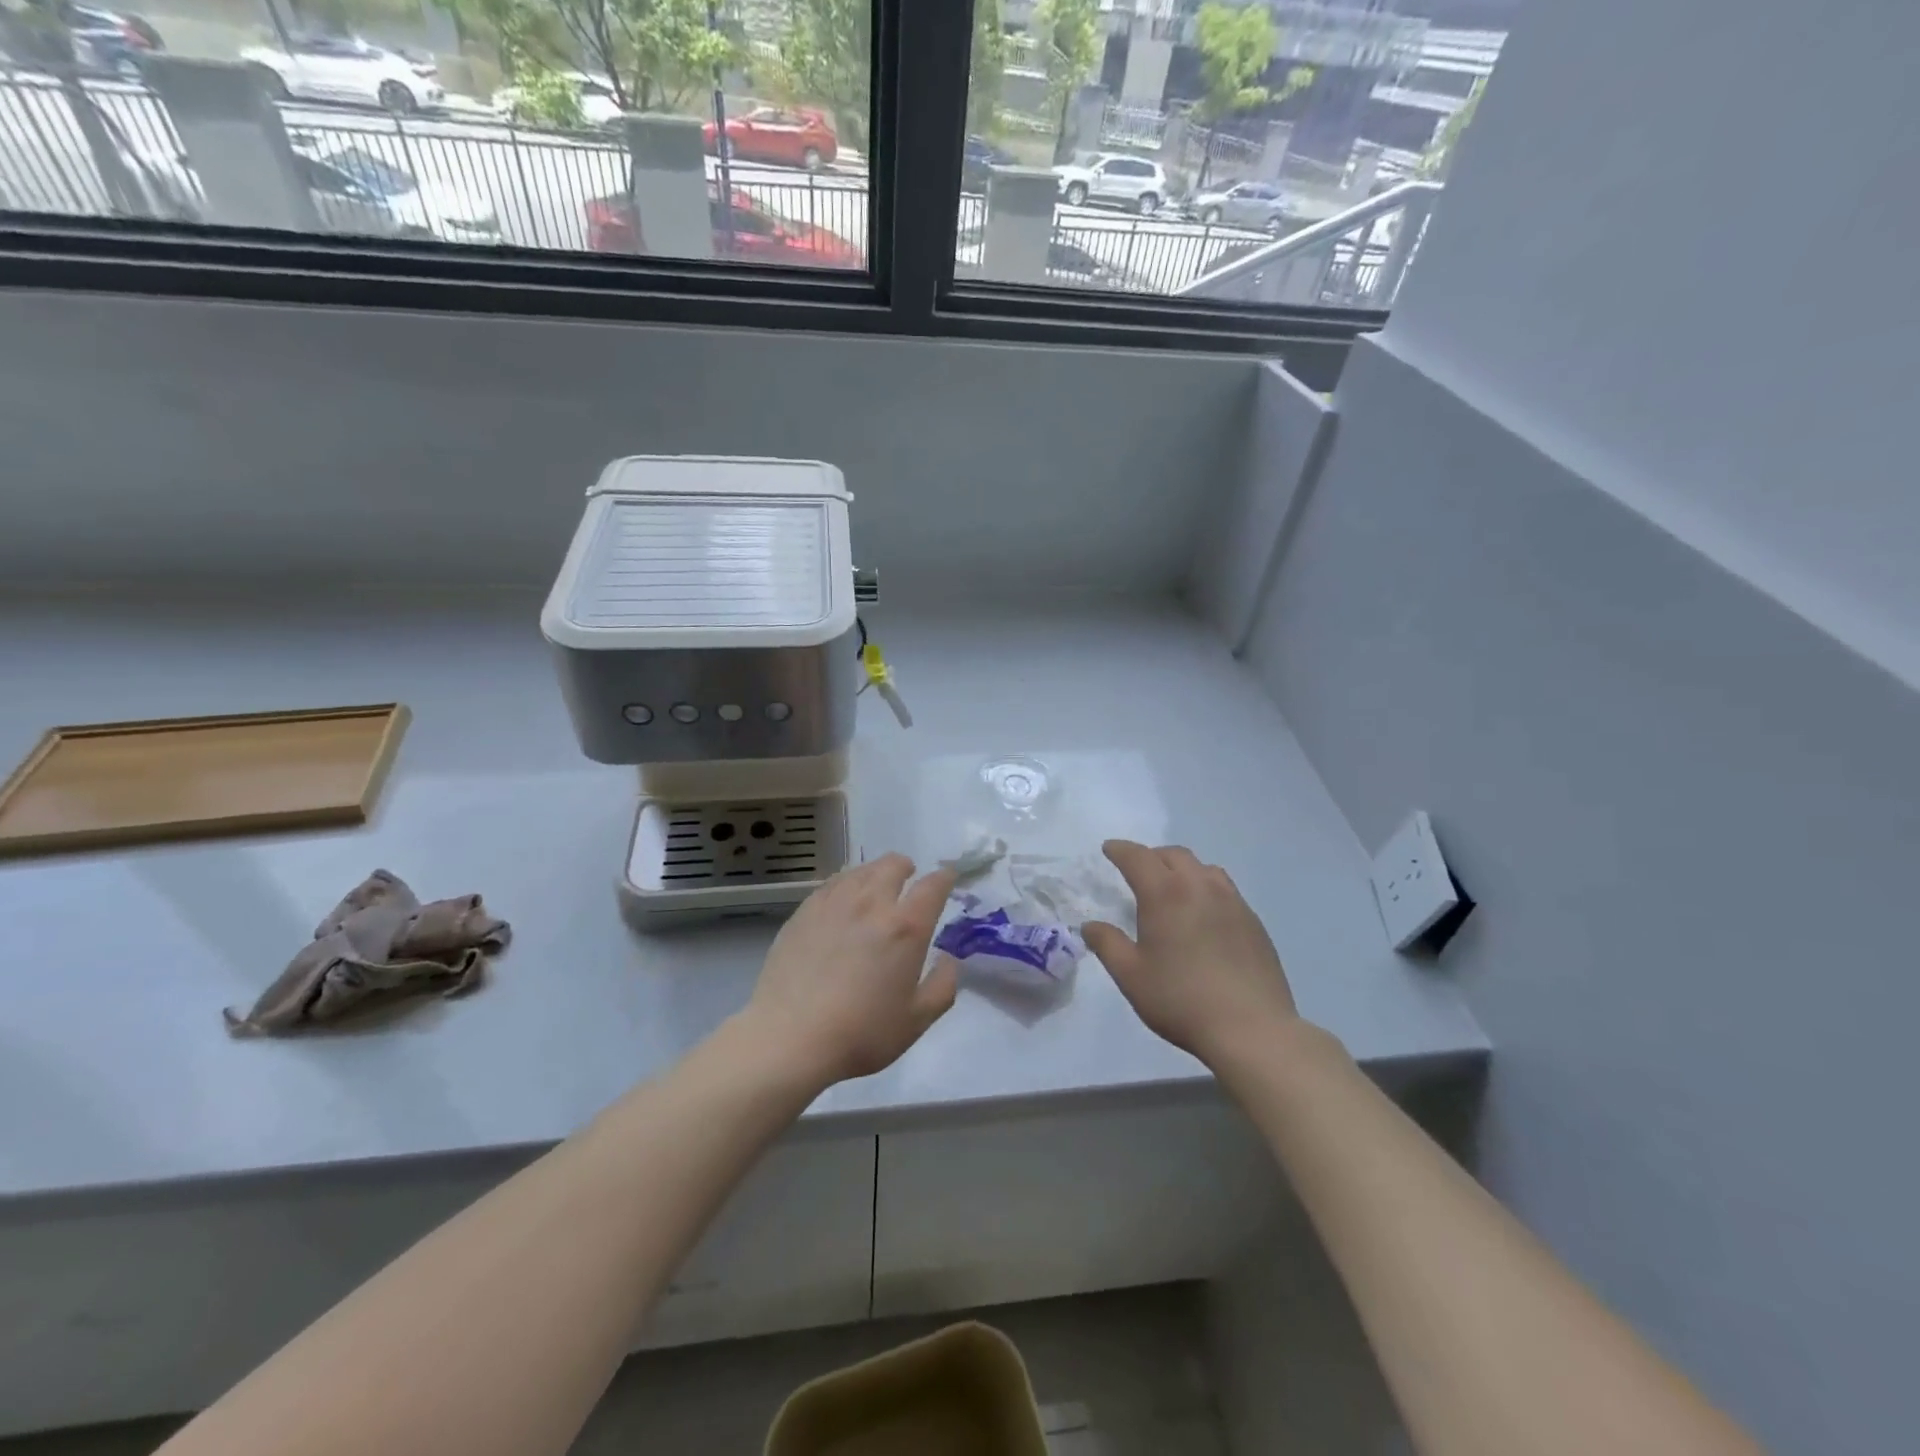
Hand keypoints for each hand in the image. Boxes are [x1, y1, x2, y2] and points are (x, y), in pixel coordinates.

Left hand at [744, 854, 958, 1087]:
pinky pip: (832, 884)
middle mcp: (871, 903)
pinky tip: (843, 900)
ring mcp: (834, 903)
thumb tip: (949, 959)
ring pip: (860, 870)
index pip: (933, 886)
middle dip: (906, 868)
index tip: (947, 878)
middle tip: (908, 879)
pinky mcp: (804, 912)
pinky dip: (846, 884)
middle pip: (893, 865)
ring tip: (875, 888)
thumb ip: (943, 985)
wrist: (789, 1038)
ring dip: (875, 873)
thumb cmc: (861, 1033)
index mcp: (906, 927)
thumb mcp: (917, 1020)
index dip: (944, 878)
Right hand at [1084, 840, 1298, 1065]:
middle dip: (1152, 856)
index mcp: (1165, 894)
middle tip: (1139, 872)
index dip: (1120, 850)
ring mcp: (1232, 902)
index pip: (1138, 857)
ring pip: (1204, 868)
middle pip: (1174, 855)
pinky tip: (1205, 915)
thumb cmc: (1181, 1000)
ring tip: (1174, 888)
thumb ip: (1107, 944)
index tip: (1109, 849)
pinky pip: (1226, 890)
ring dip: (1183, 869)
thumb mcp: (1131, 975)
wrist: (1251, 1029)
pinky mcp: (1254, 922)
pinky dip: (1207, 889)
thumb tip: (1090, 925)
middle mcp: (1200, 887)